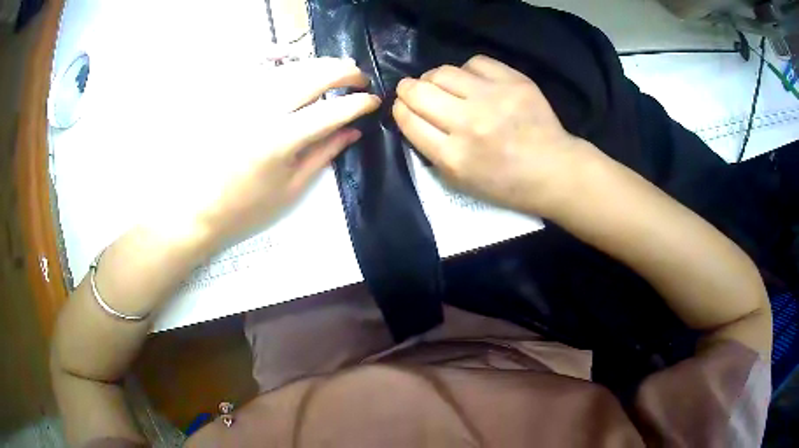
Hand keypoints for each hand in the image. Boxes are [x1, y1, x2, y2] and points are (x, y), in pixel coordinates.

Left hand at [197, 57, 379, 245]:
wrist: (199, 209)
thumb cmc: (247, 207)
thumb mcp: (292, 187)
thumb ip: (325, 153)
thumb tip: (353, 130)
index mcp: (281, 140)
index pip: (331, 111)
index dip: (358, 103)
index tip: (373, 101)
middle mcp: (264, 110)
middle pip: (313, 76)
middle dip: (343, 72)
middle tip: (359, 78)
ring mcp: (245, 100)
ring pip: (291, 67)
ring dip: (320, 64)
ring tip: (337, 69)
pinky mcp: (231, 98)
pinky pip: (262, 69)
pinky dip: (284, 60)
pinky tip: (295, 61)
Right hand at [393, 55, 593, 216]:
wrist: (553, 171)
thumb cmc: (506, 184)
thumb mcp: (461, 181)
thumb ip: (432, 150)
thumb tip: (413, 115)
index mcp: (454, 156)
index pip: (409, 120)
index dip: (399, 109)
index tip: (403, 106)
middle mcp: (469, 123)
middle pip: (419, 91)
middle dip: (408, 88)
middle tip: (413, 89)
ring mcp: (493, 98)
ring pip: (443, 72)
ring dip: (435, 78)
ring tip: (443, 85)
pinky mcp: (514, 81)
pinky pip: (475, 63)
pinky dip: (467, 71)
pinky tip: (473, 82)